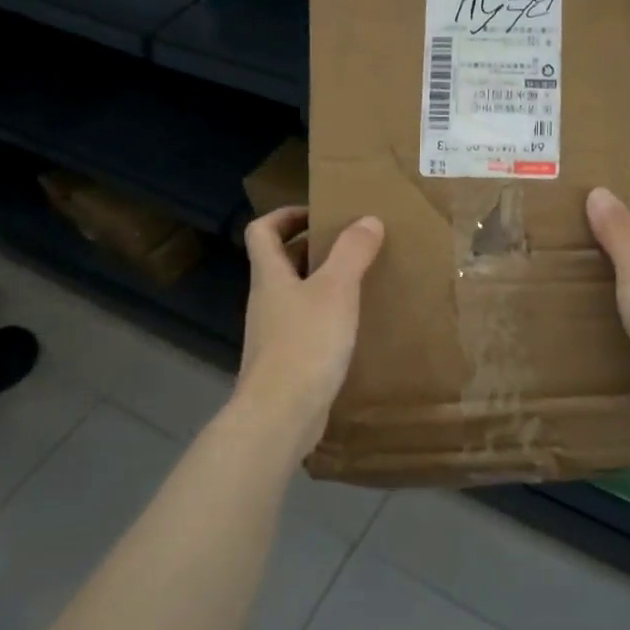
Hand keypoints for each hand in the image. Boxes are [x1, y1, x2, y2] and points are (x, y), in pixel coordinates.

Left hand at [234, 206, 384, 453]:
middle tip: (352, 244)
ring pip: (296, 294)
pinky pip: (306, 325)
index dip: (285, 215)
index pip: (262, 230)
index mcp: (270, 276)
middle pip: (281, 261)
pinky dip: (328, 316)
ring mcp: (274, 333)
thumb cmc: (305, 344)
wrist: (280, 416)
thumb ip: (352, 252)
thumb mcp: (336, 290)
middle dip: (313, 247)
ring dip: (323, 282)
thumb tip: (367, 220)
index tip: (319, 213)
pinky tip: (355, 325)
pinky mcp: (287, 361)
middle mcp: (266, 300)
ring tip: (361, 280)